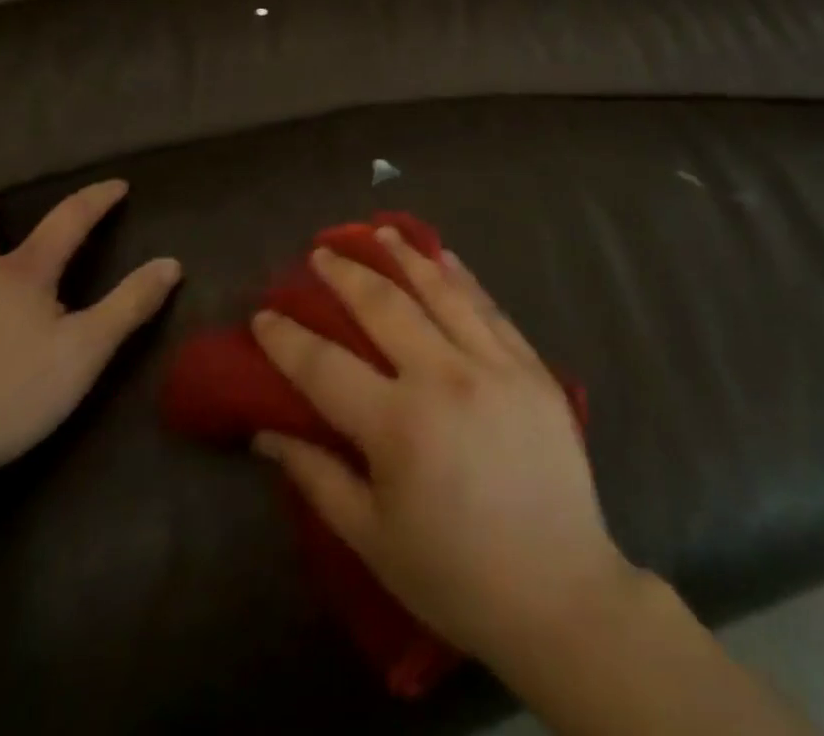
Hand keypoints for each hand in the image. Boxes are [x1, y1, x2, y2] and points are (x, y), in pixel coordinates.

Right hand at [248, 230, 638, 670]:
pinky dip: (462, 276)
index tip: (263, 313)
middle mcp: (444, 378)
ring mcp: (494, 365)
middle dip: (345, 274)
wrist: (560, 594)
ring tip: (378, 231)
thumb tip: (267, 431)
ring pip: (440, 291)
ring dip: (404, 256)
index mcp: (398, 426)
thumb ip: (317, 477)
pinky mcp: (531, 367)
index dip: (286, 338)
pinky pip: (490, 307)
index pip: (324, 366)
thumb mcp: (372, 539)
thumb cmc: (455, 576)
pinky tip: (444, 256)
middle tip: (320, 253)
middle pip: (383, 307)